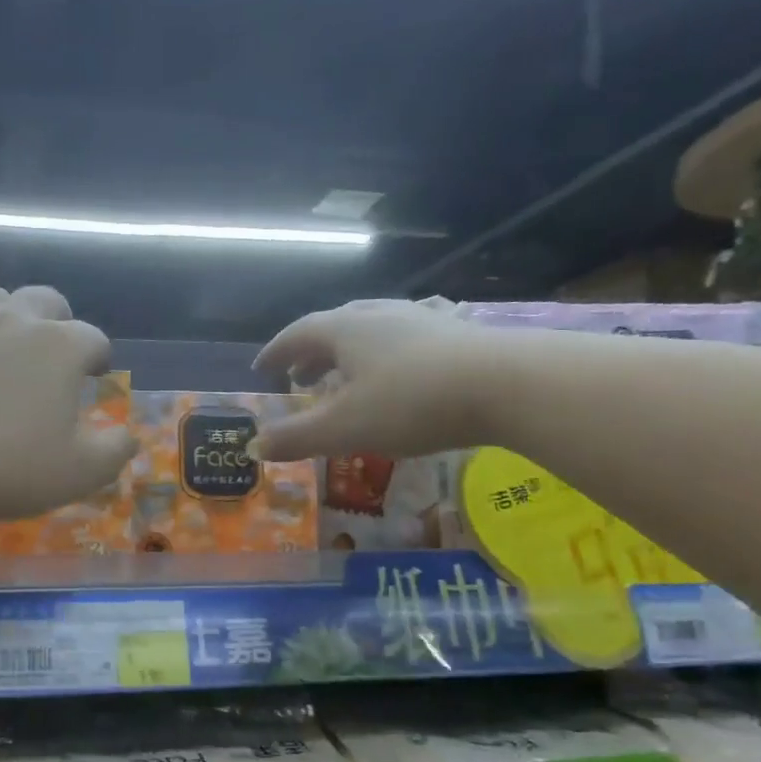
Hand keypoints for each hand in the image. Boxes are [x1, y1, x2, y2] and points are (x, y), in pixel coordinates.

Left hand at [0, 285, 137, 525]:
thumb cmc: (8, 465)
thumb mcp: (80, 472)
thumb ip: (114, 451)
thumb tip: (128, 436)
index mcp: (61, 347)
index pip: (93, 339)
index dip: (98, 356)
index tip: (94, 376)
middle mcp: (15, 320)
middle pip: (45, 300)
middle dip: (57, 319)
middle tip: (52, 350)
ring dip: (2, 311)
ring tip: (0, 338)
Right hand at [252, 298, 511, 459]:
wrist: (506, 384)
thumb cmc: (410, 403)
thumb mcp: (343, 429)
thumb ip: (295, 438)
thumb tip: (253, 446)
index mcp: (345, 329)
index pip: (297, 334)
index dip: (276, 351)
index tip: (261, 368)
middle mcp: (379, 314)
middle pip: (333, 328)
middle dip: (311, 355)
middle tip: (299, 379)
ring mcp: (419, 320)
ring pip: (371, 332)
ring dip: (348, 356)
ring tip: (344, 380)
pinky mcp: (454, 334)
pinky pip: (402, 341)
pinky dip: (383, 359)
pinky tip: (396, 379)